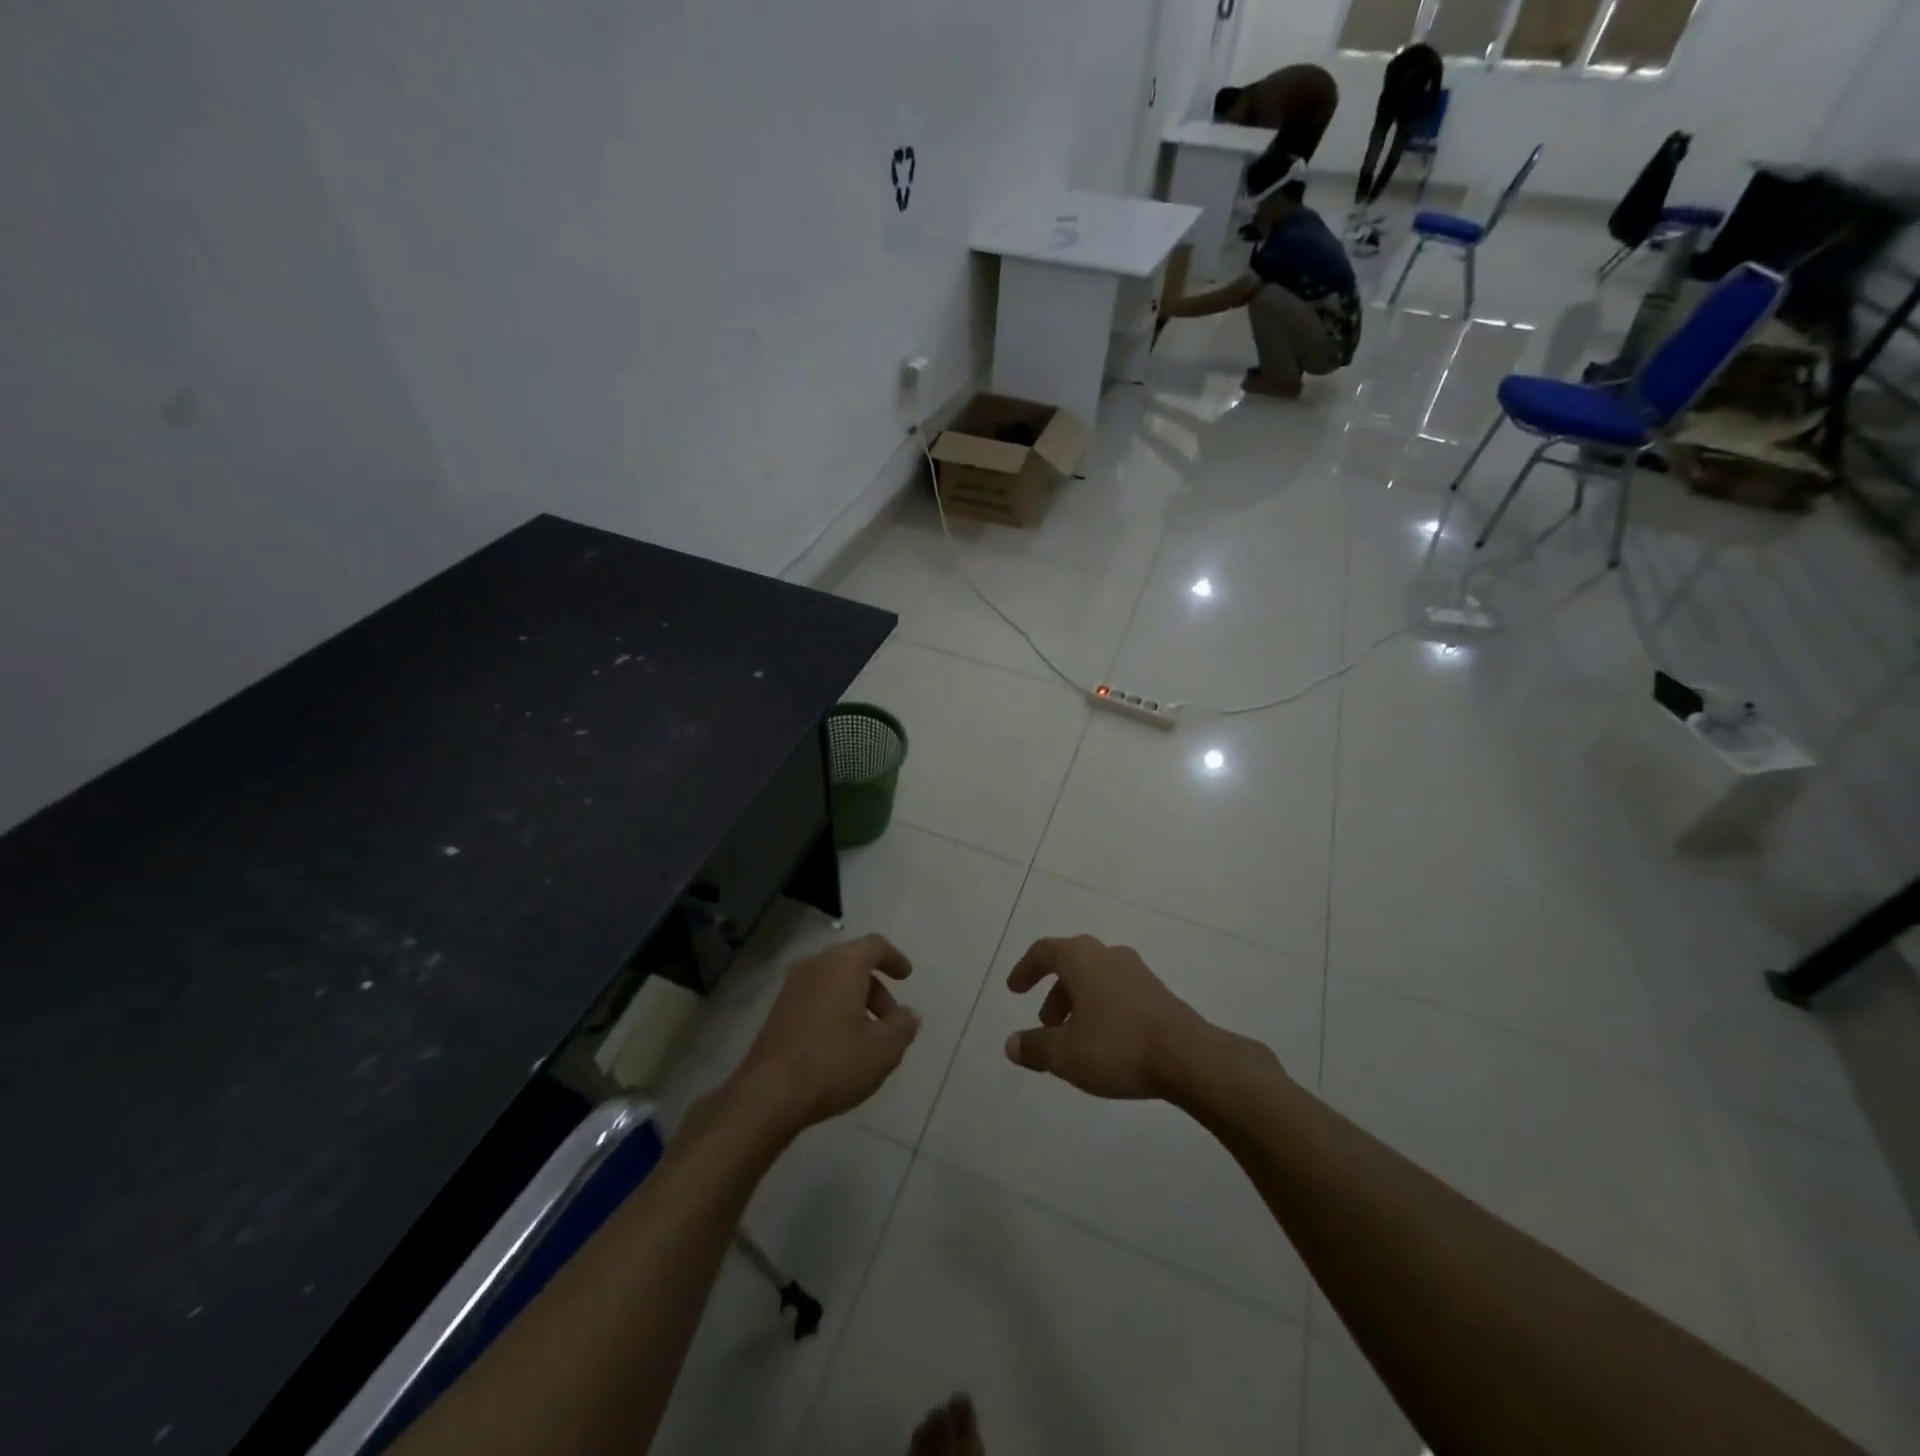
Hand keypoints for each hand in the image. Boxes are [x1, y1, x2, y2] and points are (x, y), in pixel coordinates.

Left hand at [727, 934, 919, 1136]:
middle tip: (890, 1020)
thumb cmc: (833, 1063)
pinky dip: (834, 1009)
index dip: (894, 958)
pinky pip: (816, 997)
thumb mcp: (883, 1049)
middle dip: (876, 988)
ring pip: (833, 981)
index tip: (906, 977)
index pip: (875, 945)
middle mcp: (815, 965)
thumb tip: (908, 1015)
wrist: (768, 1095)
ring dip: (855, 1000)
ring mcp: (792, 987)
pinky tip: (840, 1045)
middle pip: (853, 963)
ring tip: (868, 1038)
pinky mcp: (778, 1010)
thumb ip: (903, 1026)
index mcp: (843, 964)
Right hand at [1002, 936, 1214, 1099]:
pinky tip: (1105, 1043)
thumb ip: (1035, 1047)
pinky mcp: (1158, 993)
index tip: (1014, 990)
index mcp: (1081, 958)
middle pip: (1072, 964)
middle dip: (1054, 992)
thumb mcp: (1065, 1054)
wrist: (1188, 1057)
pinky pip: (1118, 992)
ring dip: (1078, 1003)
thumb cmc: (1117, 1046)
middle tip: (1046, 1024)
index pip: (1044, 951)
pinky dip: (1102, 1009)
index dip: (1026, 968)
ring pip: (1096, 979)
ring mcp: (1137, 972)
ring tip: (1074, 1040)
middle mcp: (1108, 955)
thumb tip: (1011, 1044)